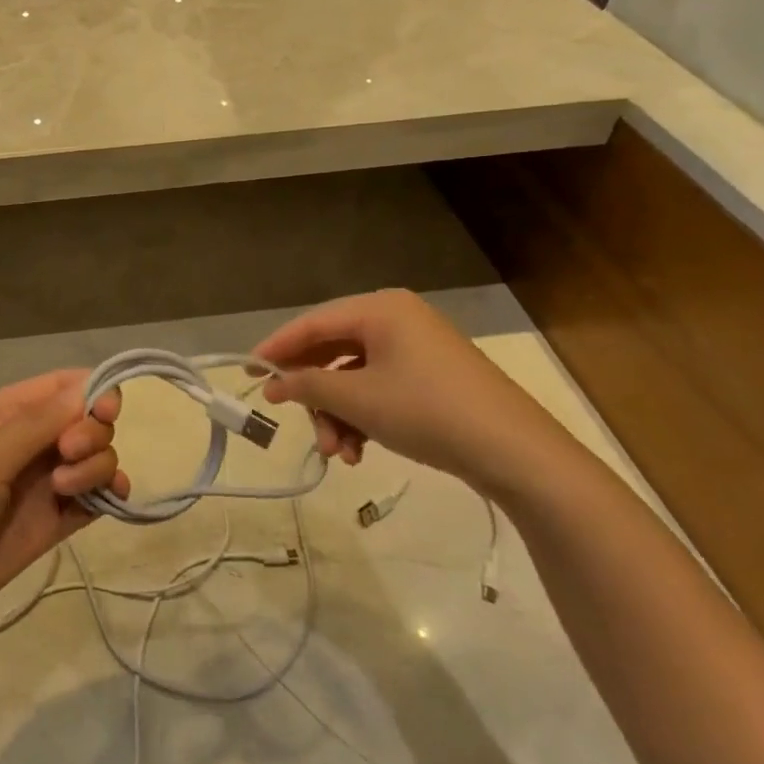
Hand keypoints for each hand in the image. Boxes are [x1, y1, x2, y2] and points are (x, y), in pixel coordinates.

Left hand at [0, 371, 124, 631]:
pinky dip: (109, 494)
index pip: (67, 385)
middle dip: (92, 432)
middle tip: (68, 454)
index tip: (106, 412)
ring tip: (65, 490)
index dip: (96, 391)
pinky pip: (95, 497)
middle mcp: (33, 440)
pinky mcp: (54, 520)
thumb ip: (39, 424)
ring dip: (96, 466)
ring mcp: (45, 481)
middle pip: (89, 420)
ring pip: (96, 457)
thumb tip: (91, 386)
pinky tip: (110, 500)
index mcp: (9, 412)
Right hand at [253, 289, 567, 497]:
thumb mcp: (358, 400)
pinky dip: (363, 417)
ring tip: (338, 453)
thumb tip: (272, 383)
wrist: (515, 452)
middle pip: (333, 351)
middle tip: (298, 424)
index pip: (313, 323)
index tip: (249, 372)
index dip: (277, 348)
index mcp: (380, 309)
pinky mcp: (431, 377)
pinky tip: (359, 452)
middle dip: (315, 395)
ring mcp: (417, 349)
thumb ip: (307, 386)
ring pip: (355, 377)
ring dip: (338, 414)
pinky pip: (380, 388)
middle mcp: (397, 319)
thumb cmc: (426, 411)